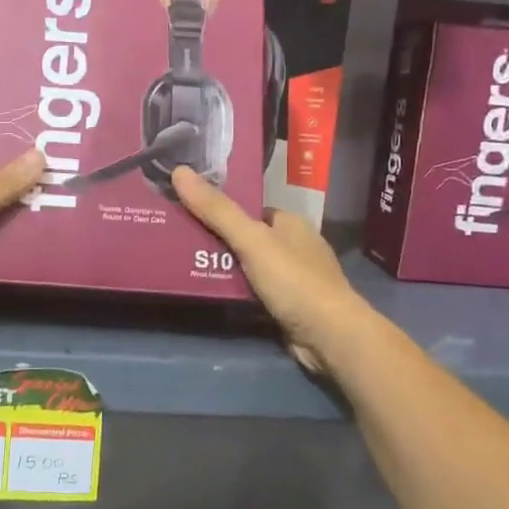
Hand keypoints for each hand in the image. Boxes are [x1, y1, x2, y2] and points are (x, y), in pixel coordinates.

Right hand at [171, 166, 366, 374]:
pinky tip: (208, 294)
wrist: (330, 337)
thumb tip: (180, 171)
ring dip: (222, 269)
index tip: (186, 210)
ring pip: (248, 268)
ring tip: (182, 266)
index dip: (220, 209)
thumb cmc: (294, 280)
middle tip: (177, 241)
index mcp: (291, 223)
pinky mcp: (288, 307)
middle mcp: (294, 247)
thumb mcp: (252, 240)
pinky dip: (234, 293)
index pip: (250, 210)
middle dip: (216, 241)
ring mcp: (293, 279)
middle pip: (246, 239)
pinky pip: (253, 293)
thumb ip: (217, 210)